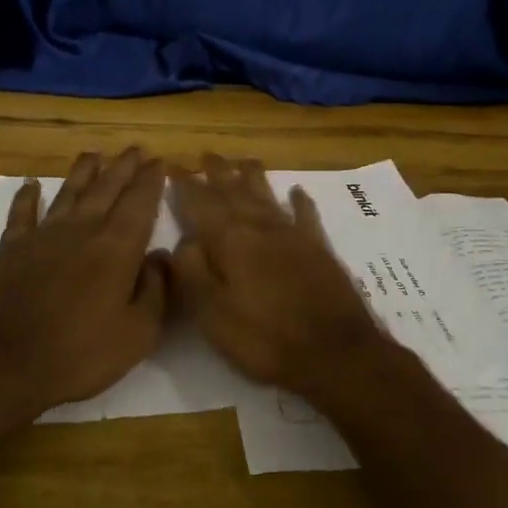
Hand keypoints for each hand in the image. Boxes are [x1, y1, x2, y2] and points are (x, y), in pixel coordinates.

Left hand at [0, 147, 168, 418]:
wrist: (3, 364)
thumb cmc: (79, 354)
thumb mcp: (137, 334)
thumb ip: (156, 291)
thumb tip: (161, 257)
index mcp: (117, 248)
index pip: (140, 203)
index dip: (151, 181)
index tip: (160, 162)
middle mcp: (82, 230)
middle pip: (107, 189)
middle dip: (124, 167)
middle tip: (135, 149)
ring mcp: (43, 236)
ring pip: (68, 192)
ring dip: (83, 171)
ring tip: (94, 154)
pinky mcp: (11, 248)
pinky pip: (22, 213)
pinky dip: (28, 197)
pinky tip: (31, 185)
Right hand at [170, 154, 394, 408]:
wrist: (335, 353)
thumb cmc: (265, 338)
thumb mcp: (212, 313)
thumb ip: (192, 271)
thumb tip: (184, 239)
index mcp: (231, 240)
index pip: (200, 203)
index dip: (185, 185)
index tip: (172, 166)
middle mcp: (261, 227)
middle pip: (235, 191)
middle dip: (218, 173)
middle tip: (206, 155)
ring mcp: (294, 235)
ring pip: (268, 196)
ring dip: (253, 177)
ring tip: (244, 161)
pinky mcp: (319, 249)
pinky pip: (307, 216)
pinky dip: (301, 202)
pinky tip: (297, 191)